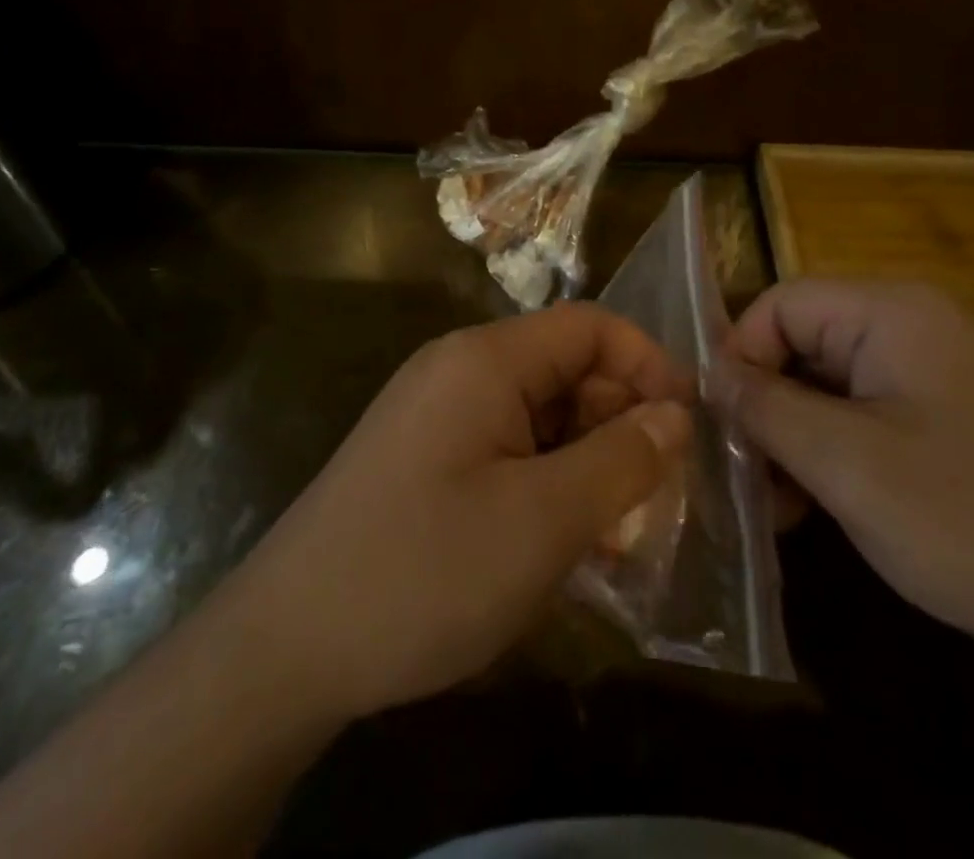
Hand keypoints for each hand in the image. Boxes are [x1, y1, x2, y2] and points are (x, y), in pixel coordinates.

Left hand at [221, 303, 693, 724]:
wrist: (285, 648)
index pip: (589, 326)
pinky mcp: (426, 459)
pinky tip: (564, 543)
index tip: (689, 427)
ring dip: (587, 462)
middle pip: (565, 370)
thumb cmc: (424, 571)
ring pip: (540, 416)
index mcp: (486, 359)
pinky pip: (507, 450)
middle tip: (657, 498)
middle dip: (620, 423)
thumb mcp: (543, 521)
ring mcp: (438, 415)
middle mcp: (460, 370)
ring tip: (618, 535)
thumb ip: (621, 460)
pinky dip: (547, 484)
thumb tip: (675, 416)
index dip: (647, 365)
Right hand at [720, 280, 973, 666]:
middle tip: (751, 478)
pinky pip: (882, 409)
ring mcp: (953, 368)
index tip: (723, 428)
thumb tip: (711, 373)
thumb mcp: (846, 464)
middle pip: (810, 341)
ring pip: (842, 381)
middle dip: (771, 405)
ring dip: (803, 434)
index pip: (781, 304)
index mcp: (895, 310)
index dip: (740, 358)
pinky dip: (847, 447)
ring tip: (787, 505)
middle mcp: (924, 322)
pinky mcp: (971, 413)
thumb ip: (765, 408)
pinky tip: (836, 503)